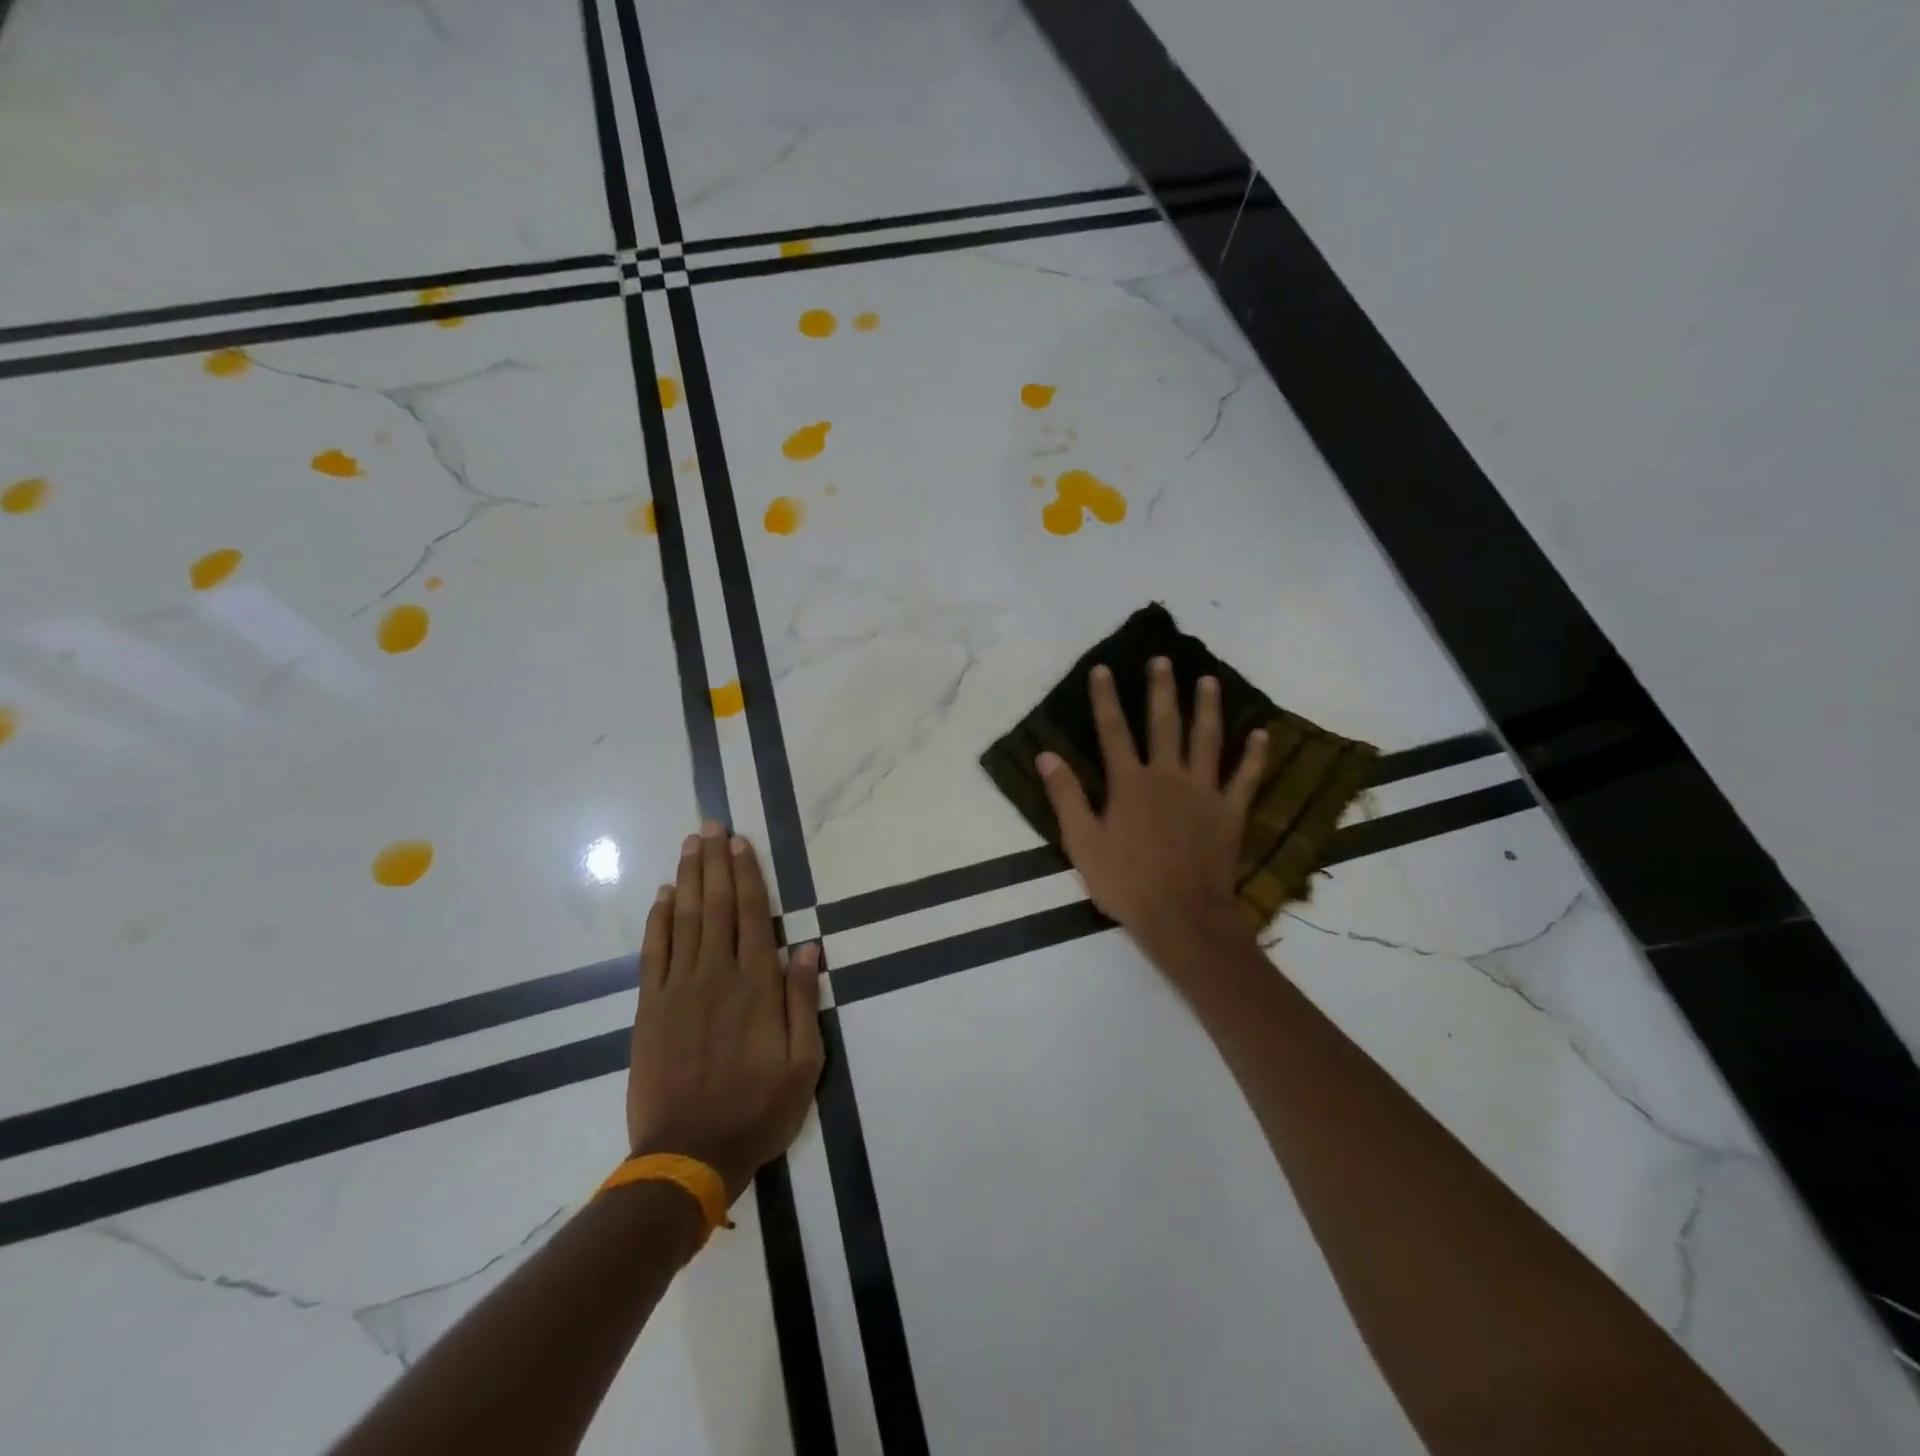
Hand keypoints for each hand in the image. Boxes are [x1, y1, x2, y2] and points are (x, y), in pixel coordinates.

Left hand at [626, 823, 824, 1201]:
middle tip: (711, 827)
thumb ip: (803, 1000)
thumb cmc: (757, 1109)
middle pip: (715, 905)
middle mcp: (716, 974)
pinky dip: (657, 920)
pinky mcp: (649, 1008)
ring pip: (683, 919)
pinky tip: (662, 896)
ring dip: (687, 879)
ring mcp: (677, 989)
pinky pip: (653, 952)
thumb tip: (808, 946)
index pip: (752, 914)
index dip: (746, 875)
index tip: (740, 843)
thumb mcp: (804, 1062)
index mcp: (756, 984)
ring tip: (690, 845)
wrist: (688, 1155)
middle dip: (715, 862)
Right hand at [1038, 658, 1266, 961]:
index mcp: (1129, 783)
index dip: (1105, 699)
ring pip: (1206, 740)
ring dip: (1207, 708)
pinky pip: (1245, 778)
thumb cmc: (1126, 883)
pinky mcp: (1230, 812)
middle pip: (1164, 724)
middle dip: (1161, 690)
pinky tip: (1261, 734)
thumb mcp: (1082, 843)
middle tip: (1162, 660)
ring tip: (1209, 680)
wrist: (1182, 917)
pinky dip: (1254, 756)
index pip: (1113, 731)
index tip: (1102, 669)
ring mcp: (1203, 792)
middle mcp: (1167, 776)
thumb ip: (1066, 796)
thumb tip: (1046, 756)